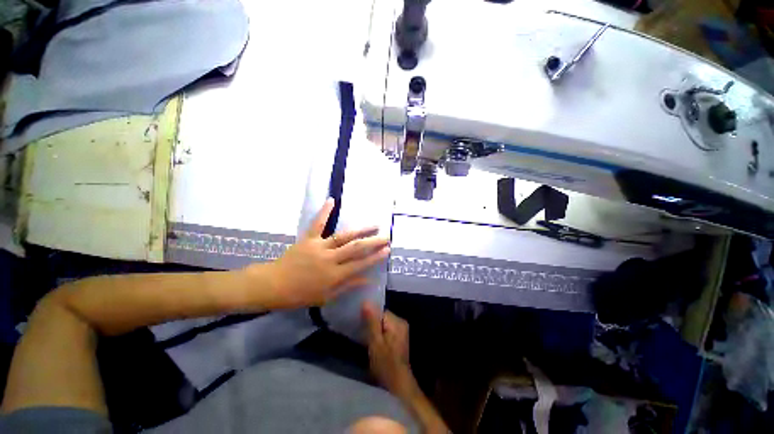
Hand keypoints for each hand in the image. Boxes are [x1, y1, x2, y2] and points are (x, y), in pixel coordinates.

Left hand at [254, 199, 390, 309]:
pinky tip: (332, 200)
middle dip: (373, 242)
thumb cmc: (300, 295)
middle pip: (356, 248)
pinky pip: (317, 224)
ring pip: (343, 236)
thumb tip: (368, 279)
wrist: (273, 285)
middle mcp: (330, 259)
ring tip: (374, 225)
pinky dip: (325, 212)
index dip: (375, 257)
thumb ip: (348, 285)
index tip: (387, 250)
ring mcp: (319, 246)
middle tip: (386, 236)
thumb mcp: (326, 296)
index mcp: (334, 275)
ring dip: (360, 230)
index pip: (360, 264)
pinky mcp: (308, 239)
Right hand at [362, 301, 416, 398]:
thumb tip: (366, 301)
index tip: (358, 322)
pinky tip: (372, 342)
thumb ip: (371, 321)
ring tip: (364, 336)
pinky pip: (385, 329)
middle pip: (382, 316)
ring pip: (383, 323)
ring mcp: (400, 330)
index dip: (369, 315)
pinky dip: (378, 333)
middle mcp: (401, 323)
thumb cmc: (385, 364)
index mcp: (397, 322)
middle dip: (371, 322)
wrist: (397, 385)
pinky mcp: (398, 338)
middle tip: (360, 330)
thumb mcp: (375, 342)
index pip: (380, 310)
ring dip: (374, 328)